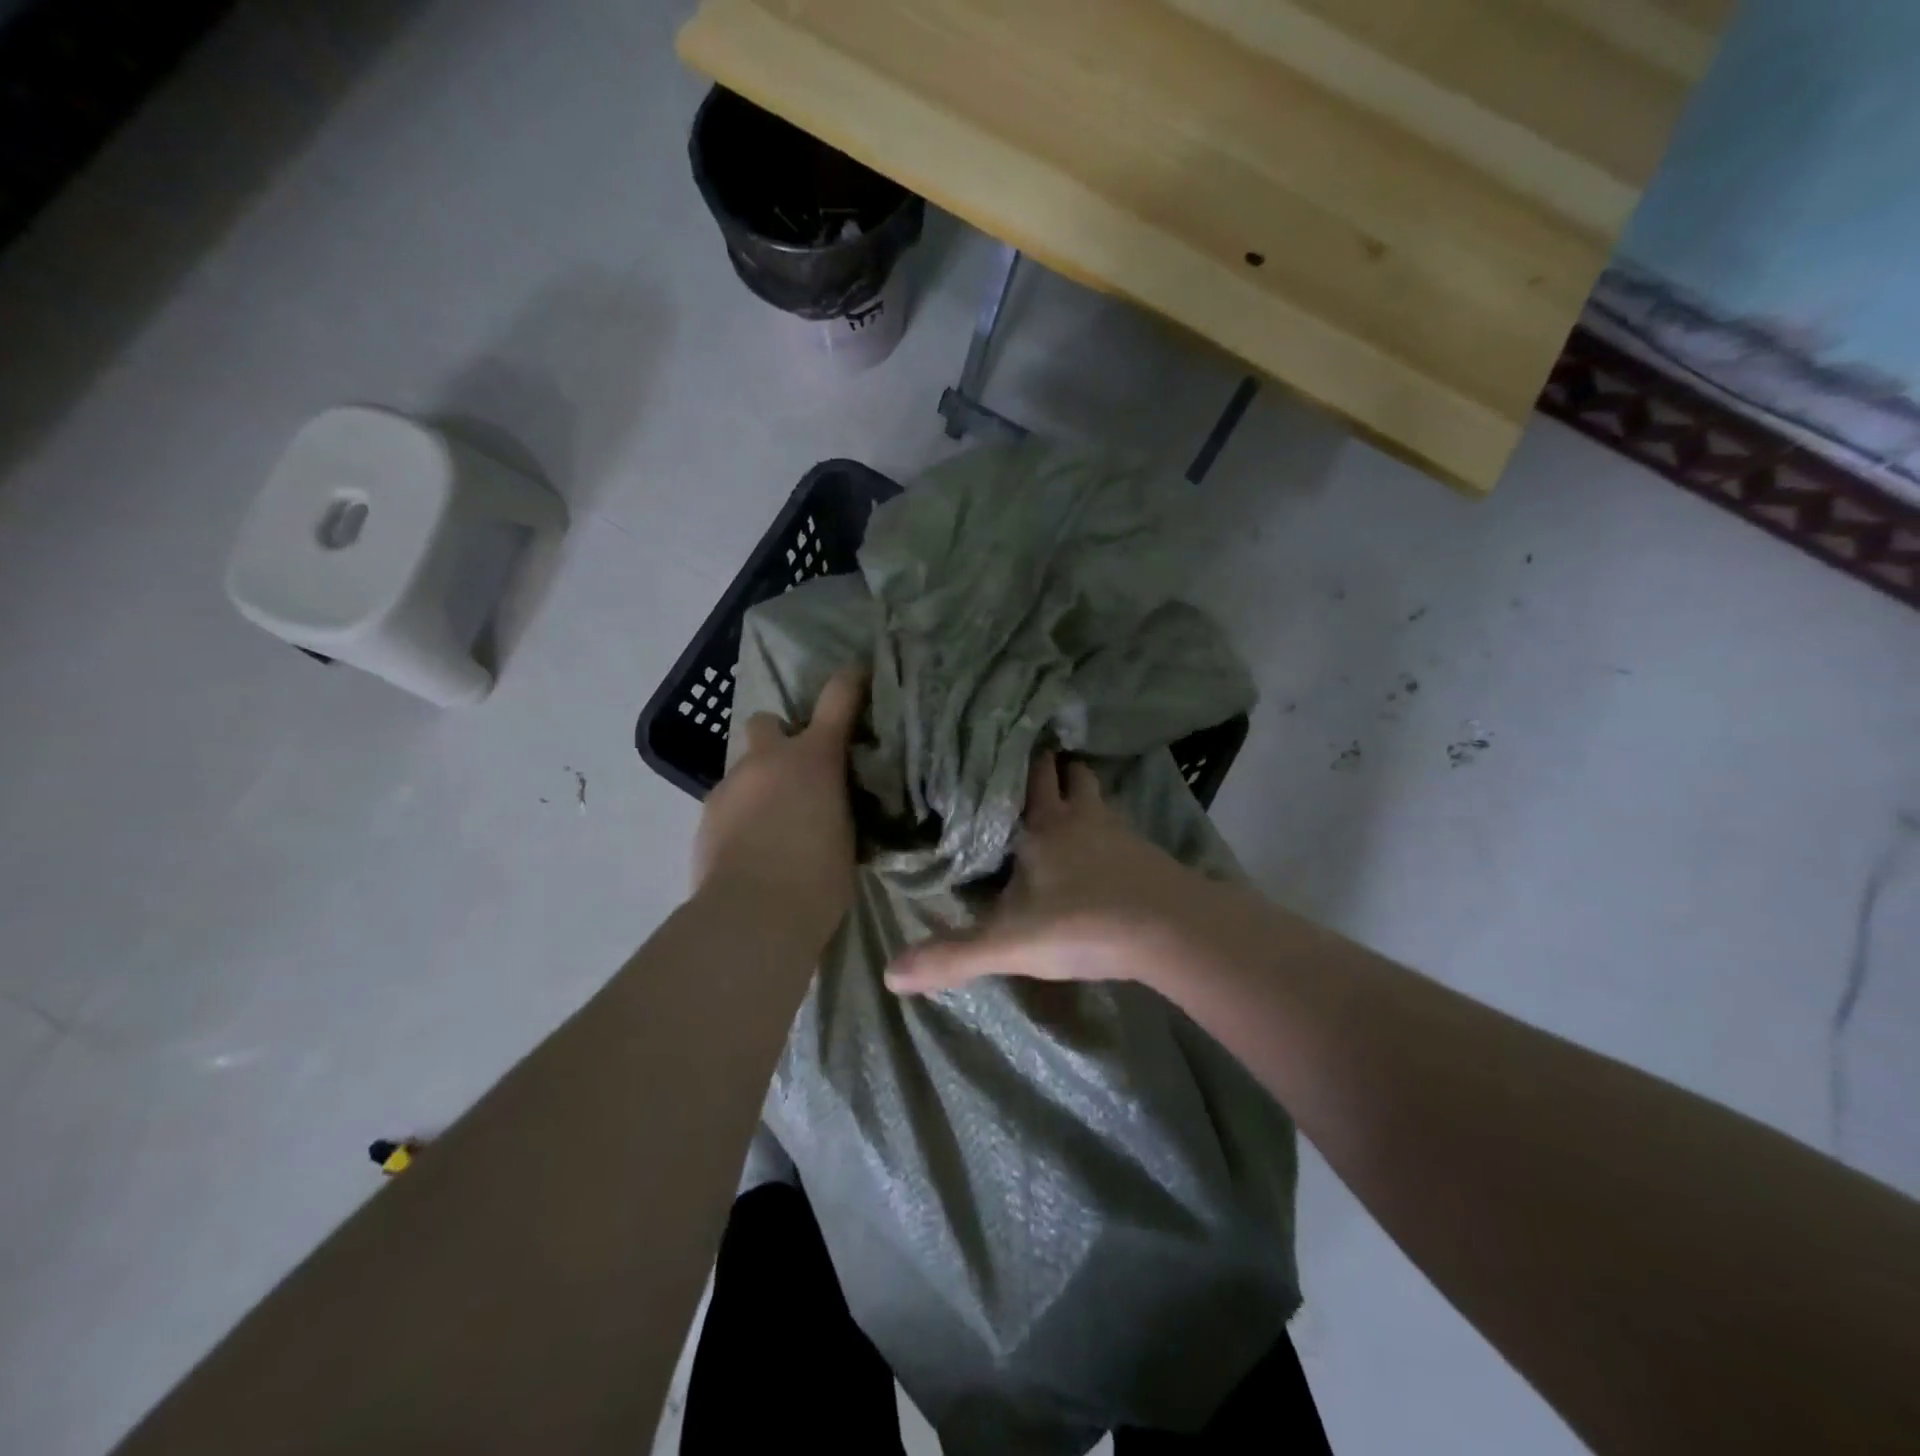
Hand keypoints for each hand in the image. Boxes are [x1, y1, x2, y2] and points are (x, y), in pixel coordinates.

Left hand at [694, 667, 865, 950]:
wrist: (753, 916)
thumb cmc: (818, 878)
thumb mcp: (846, 835)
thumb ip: (839, 805)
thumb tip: (833, 803)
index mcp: (813, 759)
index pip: (838, 699)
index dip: (850, 681)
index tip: (858, 671)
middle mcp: (767, 760)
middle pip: (765, 722)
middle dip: (778, 739)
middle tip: (794, 774)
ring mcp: (729, 786)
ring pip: (744, 769)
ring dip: (759, 784)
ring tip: (772, 826)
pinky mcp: (704, 817)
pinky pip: (728, 803)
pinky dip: (740, 815)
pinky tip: (750, 849)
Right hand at [886, 751, 1223, 993]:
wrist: (1172, 931)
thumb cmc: (1083, 923)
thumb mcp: (1009, 944)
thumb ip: (953, 956)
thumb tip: (890, 974)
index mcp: (1044, 825)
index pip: (1030, 776)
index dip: (1018, 761)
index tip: (1002, 746)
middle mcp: (1083, 817)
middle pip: (1071, 775)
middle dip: (1055, 769)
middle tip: (1036, 768)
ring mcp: (1122, 833)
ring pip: (1099, 799)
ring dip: (1084, 797)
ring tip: (1068, 807)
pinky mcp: (1150, 856)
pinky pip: (1124, 832)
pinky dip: (1110, 833)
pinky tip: (1105, 855)